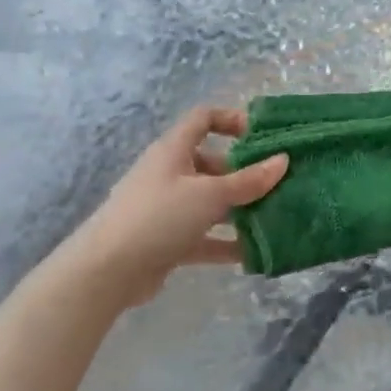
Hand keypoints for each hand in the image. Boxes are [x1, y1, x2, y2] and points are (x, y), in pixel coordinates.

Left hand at [60, 105, 286, 306]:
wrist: (107, 271)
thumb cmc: (159, 217)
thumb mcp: (209, 195)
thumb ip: (248, 181)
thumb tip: (283, 160)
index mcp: (174, 150)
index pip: (203, 119)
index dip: (232, 120)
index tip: (262, 136)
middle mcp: (170, 174)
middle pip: (213, 163)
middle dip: (245, 172)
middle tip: (278, 183)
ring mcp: (168, 208)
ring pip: (211, 202)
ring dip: (240, 209)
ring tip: (275, 216)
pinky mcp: (169, 240)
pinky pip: (205, 236)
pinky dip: (227, 242)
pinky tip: (256, 252)